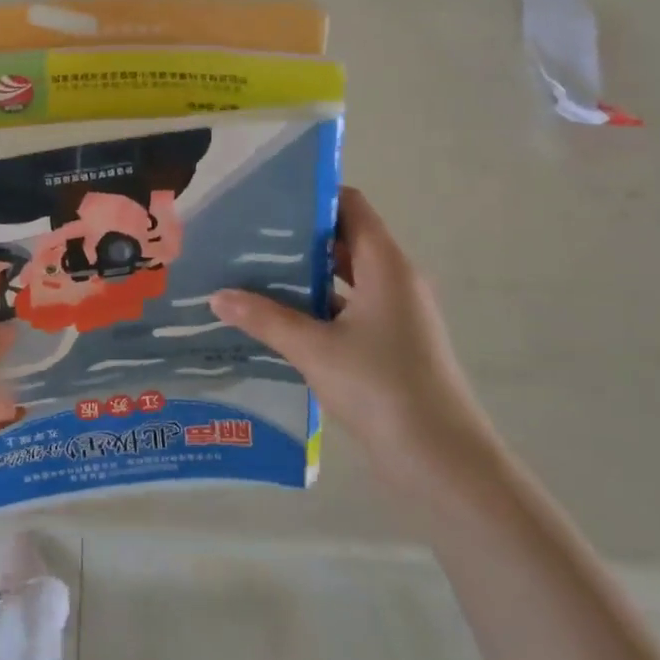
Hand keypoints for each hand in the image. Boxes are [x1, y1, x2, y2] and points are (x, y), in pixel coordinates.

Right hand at [210, 187, 500, 504]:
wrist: (442, 462)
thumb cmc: (381, 387)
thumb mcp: (314, 348)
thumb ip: (264, 318)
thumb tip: (217, 296)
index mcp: (386, 265)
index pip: (350, 206)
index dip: (311, 196)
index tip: (266, 197)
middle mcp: (395, 280)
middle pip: (343, 241)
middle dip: (296, 238)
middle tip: (245, 235)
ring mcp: (395, 315)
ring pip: (344, 279)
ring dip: (304, 276)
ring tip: (250, 272)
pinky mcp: (390, 346)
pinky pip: (347, 311)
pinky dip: (315, 309)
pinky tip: (275, 319)